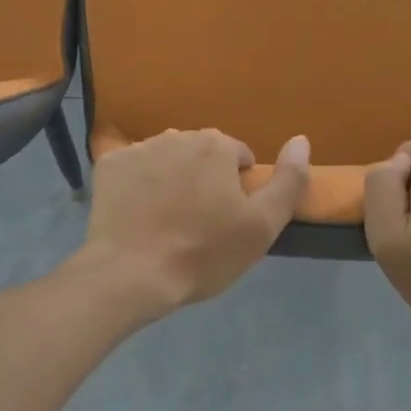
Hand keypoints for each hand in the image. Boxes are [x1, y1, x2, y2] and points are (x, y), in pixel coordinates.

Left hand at [78, 130, 311, 310]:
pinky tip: (137, 214)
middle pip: (200, 154)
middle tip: (198, 222)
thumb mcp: (263, 226)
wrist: (131, 274)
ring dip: (171, 179)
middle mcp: (176, 135)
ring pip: (165, 159)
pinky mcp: (108, 166)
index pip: (238, 156)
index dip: (238, 187)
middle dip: (204, 178)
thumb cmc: (204, 252)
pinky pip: (132, 169)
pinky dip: (137, 185)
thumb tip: (301, 140)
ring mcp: (138, 149)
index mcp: (215, 145)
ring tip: (166, 220)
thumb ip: (289, 180)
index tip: (228, 219)